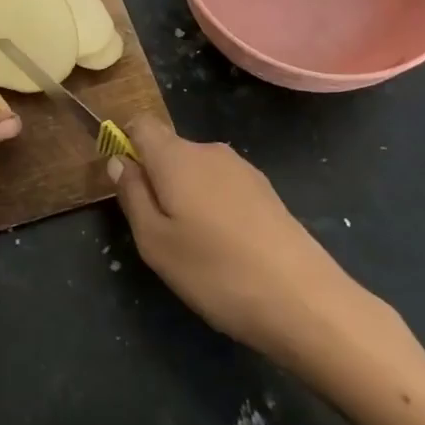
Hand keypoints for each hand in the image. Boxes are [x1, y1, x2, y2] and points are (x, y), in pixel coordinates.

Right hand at [110, 118, 401, 370]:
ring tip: (196, 246)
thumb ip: (132, 195)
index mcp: (175, 156)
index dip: (126, 144)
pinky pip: (223, 186)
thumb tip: (119, 160)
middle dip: (156, 178)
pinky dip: (214, 207)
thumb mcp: (154, 242)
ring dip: (186, 195)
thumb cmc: (215, 271)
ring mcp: (243, 169)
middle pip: (169, 149)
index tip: (126, 185)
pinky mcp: (267, 191)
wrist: (305, 301)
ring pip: (197, 170)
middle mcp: (209, 150)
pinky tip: (227, 248)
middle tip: (159, 231)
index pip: (140, 123)